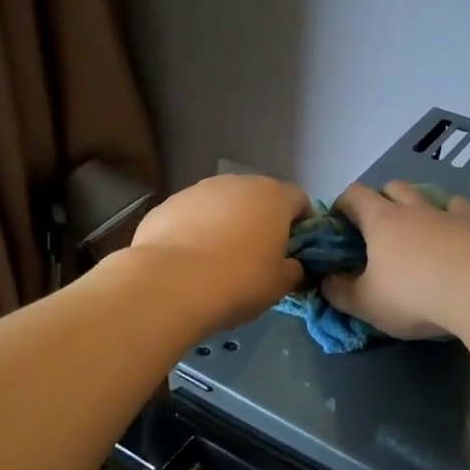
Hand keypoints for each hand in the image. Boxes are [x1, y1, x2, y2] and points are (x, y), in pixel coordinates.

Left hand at [129, 174, 309, 330]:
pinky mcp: (167, 203)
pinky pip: (191, 215)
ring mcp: (199, 190)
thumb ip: (293, 270)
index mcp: (273, 197)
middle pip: (259, 198)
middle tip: (256, 256)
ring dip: (226, 223)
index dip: (301, 224)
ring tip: (217, 259)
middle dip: (261, 221)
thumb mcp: (279, 285)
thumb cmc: (239, 281)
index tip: (294, 250)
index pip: (299, 201)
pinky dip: (195, 231)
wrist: (171, 284)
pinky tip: (188, 260)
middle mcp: (238, 183)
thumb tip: (292, 265)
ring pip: (222, 204)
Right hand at [319, 181, 469, 338]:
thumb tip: (326, 281)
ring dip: (419, 205)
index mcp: (380, 221)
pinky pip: (462, 211)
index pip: (354, 195)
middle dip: (381, 199)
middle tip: (377, 227)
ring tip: (418, 229)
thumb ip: (340, 292)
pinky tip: (457, 232)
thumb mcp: (366, 303)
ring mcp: (448, 215)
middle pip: (393, 187)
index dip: (343, 203)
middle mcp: (413, 209)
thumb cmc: (413, 294)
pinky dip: (455, 217)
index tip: (338, 221)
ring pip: (428, 195)